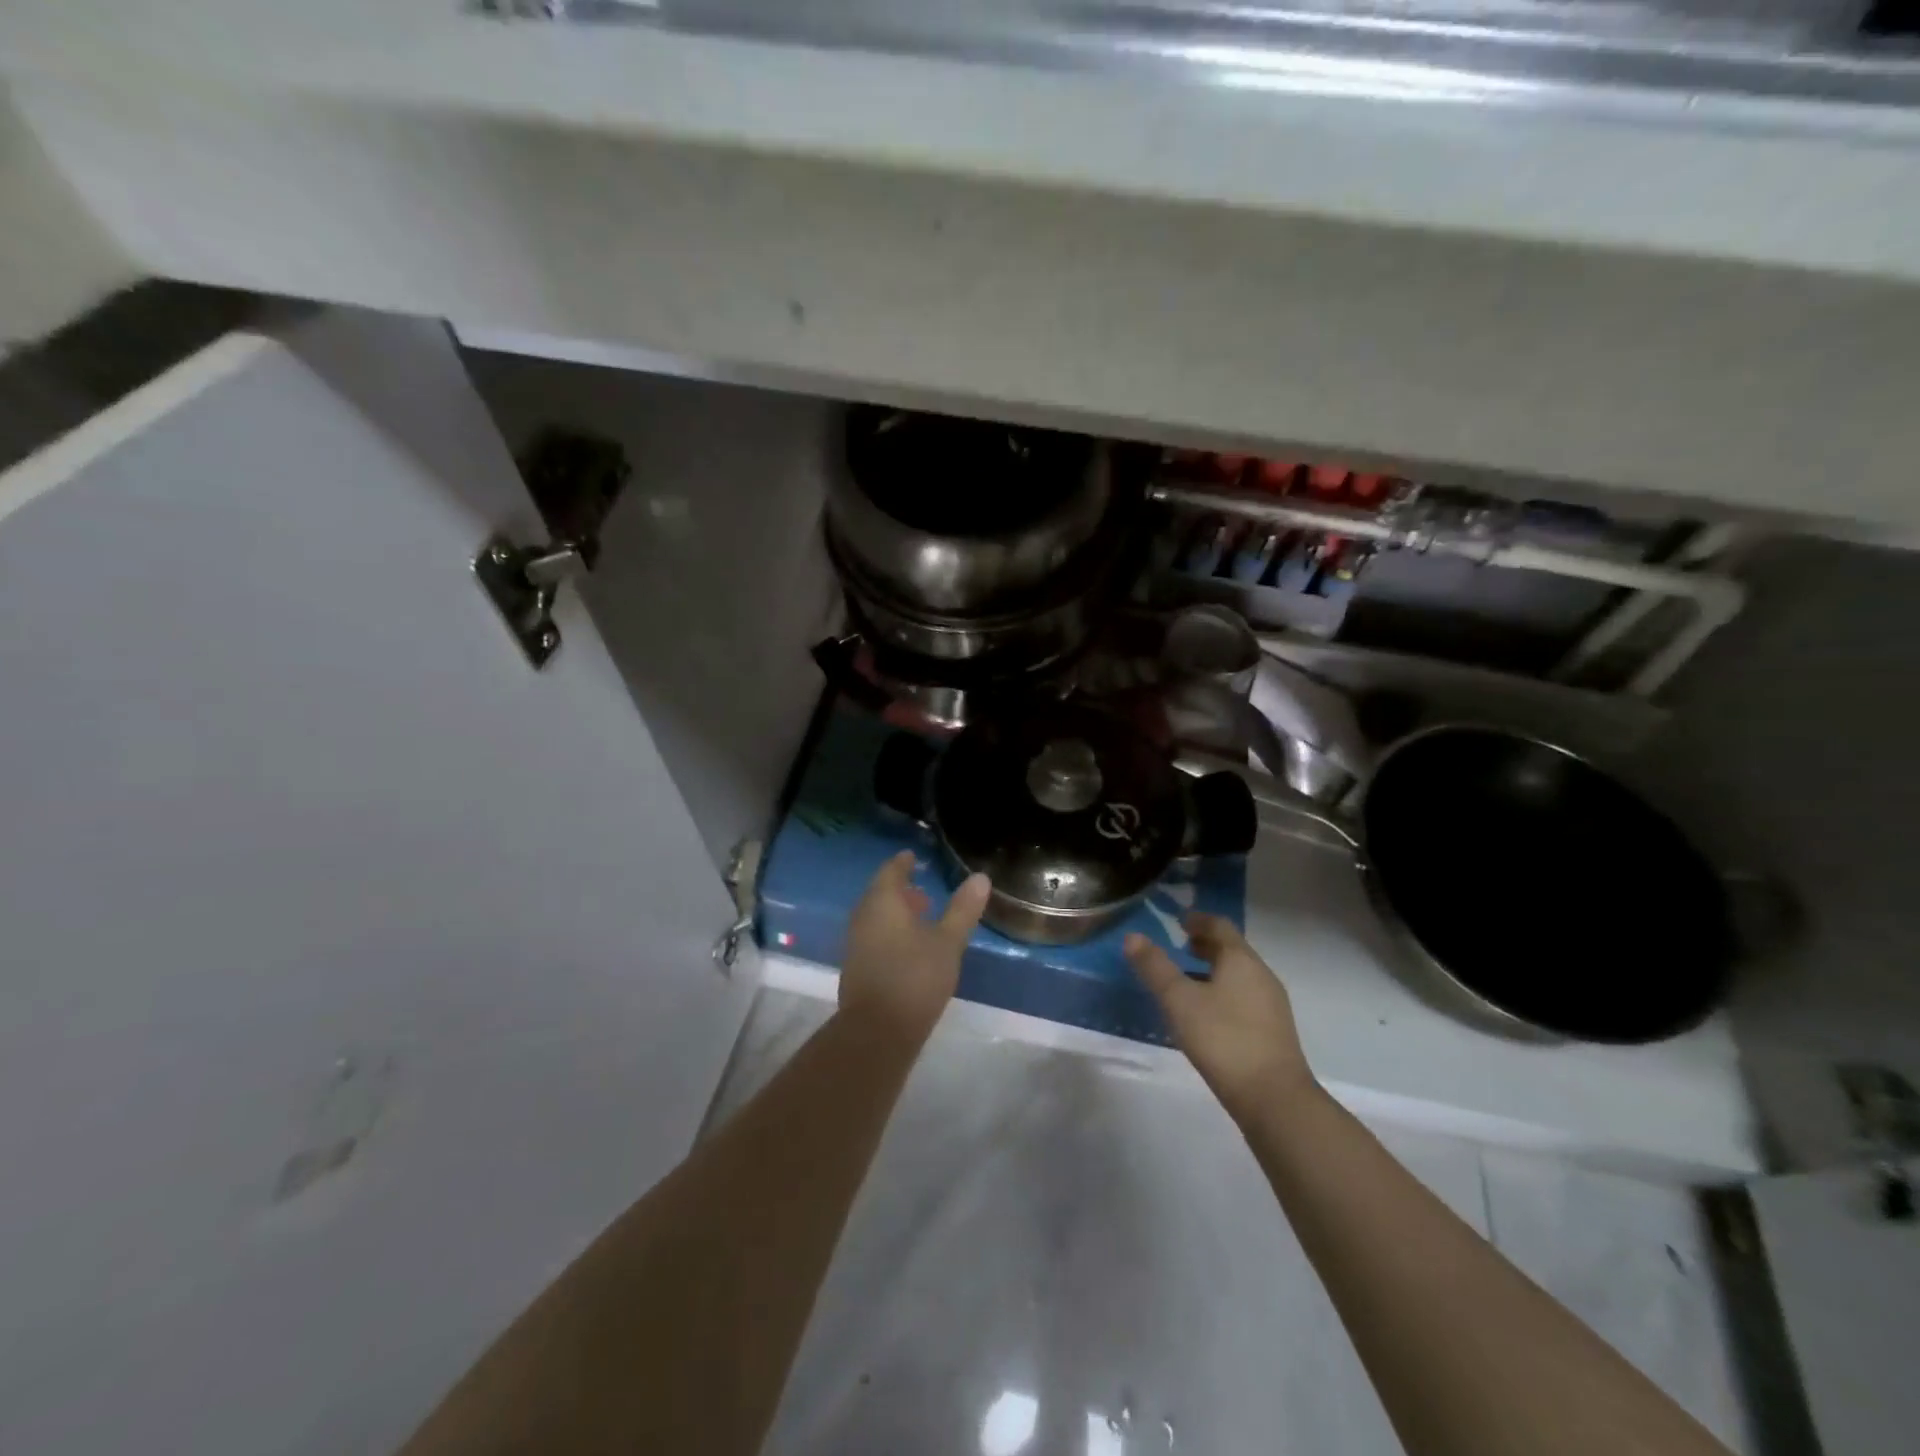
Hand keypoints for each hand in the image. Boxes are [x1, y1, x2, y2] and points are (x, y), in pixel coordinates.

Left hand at [840, 851, 990, 1042]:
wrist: (877, 1032)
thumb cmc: (915, 978)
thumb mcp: (948, 942)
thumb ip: (963, 910)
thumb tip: (980, 877)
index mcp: (882, 903)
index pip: (890, 872)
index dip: (903, 864)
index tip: (912, 857)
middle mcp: (863, 917)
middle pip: (880, 894)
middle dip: (899, 890)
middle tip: (921, 890)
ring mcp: (855, 944)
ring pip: (875, 917)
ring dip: (895, 913)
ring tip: (921, 919)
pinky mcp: (856, 968)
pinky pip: (873, 937)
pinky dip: (889, 933)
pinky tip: (908, 948)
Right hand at [1126, 915, 1314, 1120]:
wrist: (1274, 1099)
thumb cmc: (1223, 1039)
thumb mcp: (1179, 1000)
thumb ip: (1155, 967)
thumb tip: (1132, 936)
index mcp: (1241, 960)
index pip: (1219, 926)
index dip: (1198, 919)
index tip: (1178, 920)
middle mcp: (1261, 975)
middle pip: (1232, 950)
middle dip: (1205, 945)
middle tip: (1179, 946)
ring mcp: (1271, 1005)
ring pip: (1239, 975)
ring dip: (1213, 970)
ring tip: (1186, 980)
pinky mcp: (1273, 1032)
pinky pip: (1244, 997)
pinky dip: (1223, 992)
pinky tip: (1206, 1014)